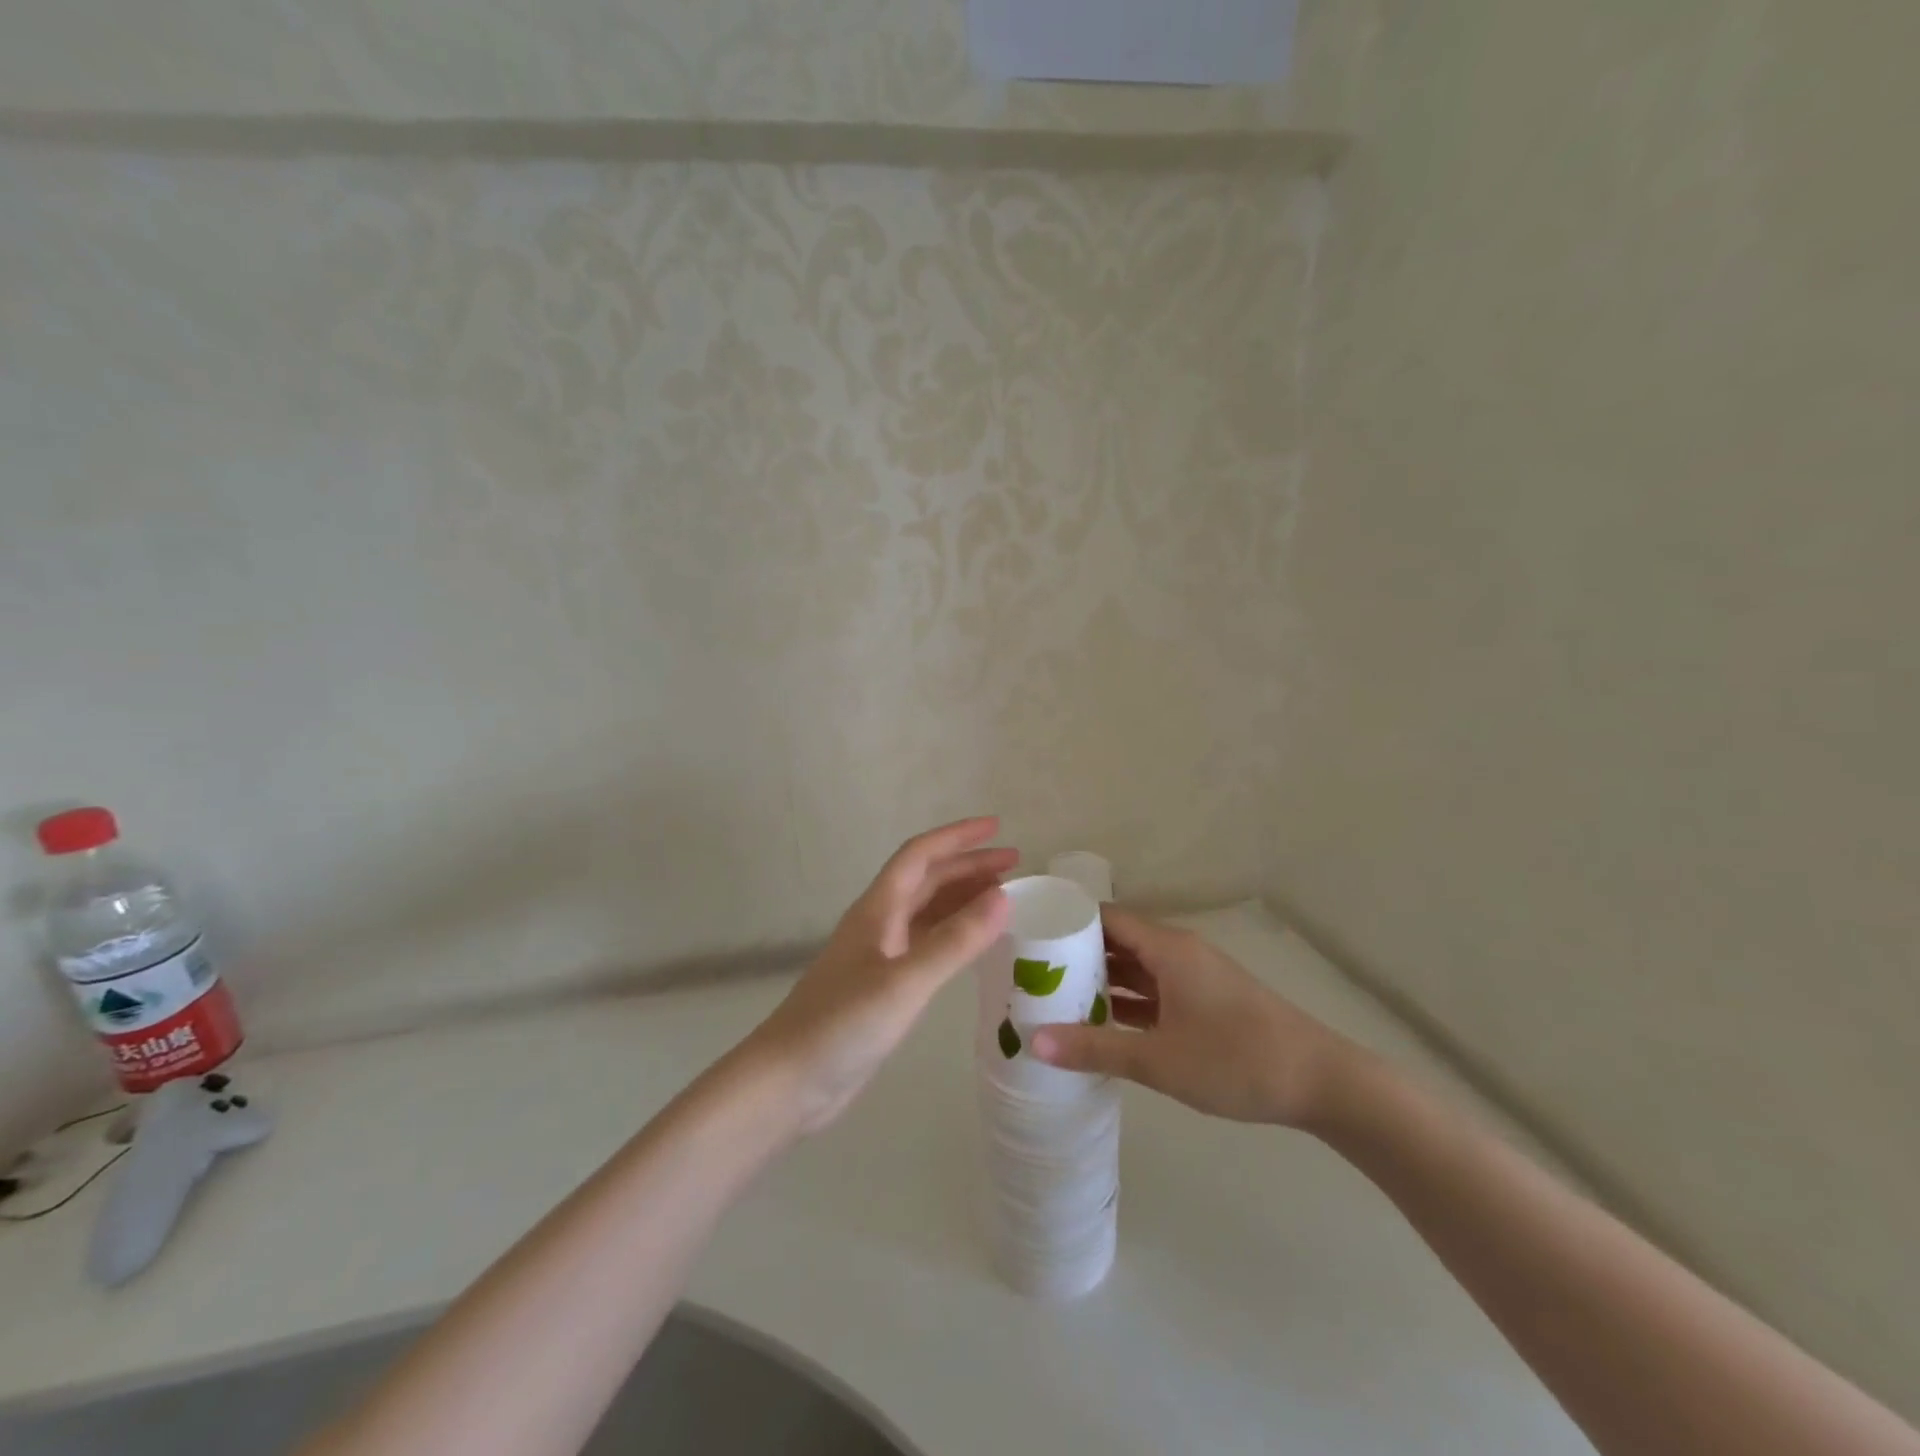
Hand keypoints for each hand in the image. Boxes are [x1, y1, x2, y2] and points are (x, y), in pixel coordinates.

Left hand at [742, 818, 1013, 1134]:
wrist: (788, 1082)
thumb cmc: (842, 1025)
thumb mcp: (904, 982)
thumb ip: (955, 941)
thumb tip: (1004, 897)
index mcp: (878, 910)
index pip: (921, 855)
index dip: (958, 837)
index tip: (998, 828)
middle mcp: (878, 923)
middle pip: (927, 879)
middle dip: (969, 866)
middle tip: (1015, 867)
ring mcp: (879, 955)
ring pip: (927, 911)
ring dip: (962, 898)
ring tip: (1004, 898)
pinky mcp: (882, 986)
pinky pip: (926, 943)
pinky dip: (953, 934)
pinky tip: (974, 944)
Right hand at [1029, 905, 1356, 1128]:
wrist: (1322, 1083)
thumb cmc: (1236, 1060)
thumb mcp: (1159, 1059)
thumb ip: (1094, 1049)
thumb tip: (1033, 1041)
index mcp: (1167, 948)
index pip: (1106, 918)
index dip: (1067, 923)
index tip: (1029, 938)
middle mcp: (1178, 953)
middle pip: (1118, 942)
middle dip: (1077, 956)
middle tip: (1031, 973)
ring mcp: (1195, 978)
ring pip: (1137, 969)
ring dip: (1102, 981)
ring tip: (1055, 998)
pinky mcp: (1207, 1003)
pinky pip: (1156, 991)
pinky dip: (1128, 1002)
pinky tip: (1102, 1024)